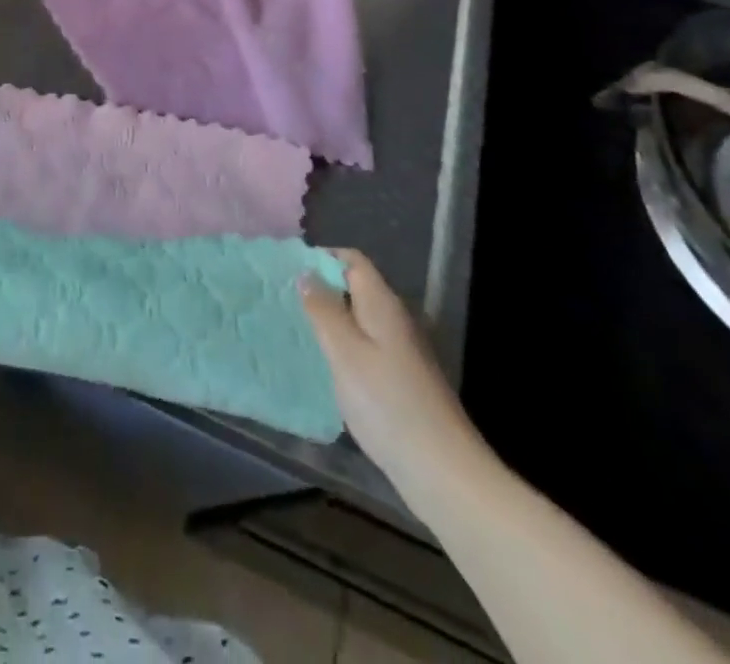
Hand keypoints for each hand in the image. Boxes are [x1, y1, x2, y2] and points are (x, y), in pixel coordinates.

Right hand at [300, 249, 487, 496]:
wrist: (443, 472)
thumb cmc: (387, 403)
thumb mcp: (344, 351)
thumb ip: (323, 309)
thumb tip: (306, 273)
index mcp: (383, 304)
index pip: (353, 260)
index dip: (322, 257)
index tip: (290, 270)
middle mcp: (396, 320)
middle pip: (356, 288)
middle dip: (322, 289)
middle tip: (285, 301)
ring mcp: (403, 352)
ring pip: (360, 320)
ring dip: (331, 320)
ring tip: (297, 330)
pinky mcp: (403, 380)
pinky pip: (367, 347)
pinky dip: (344, 348)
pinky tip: (326, 367)